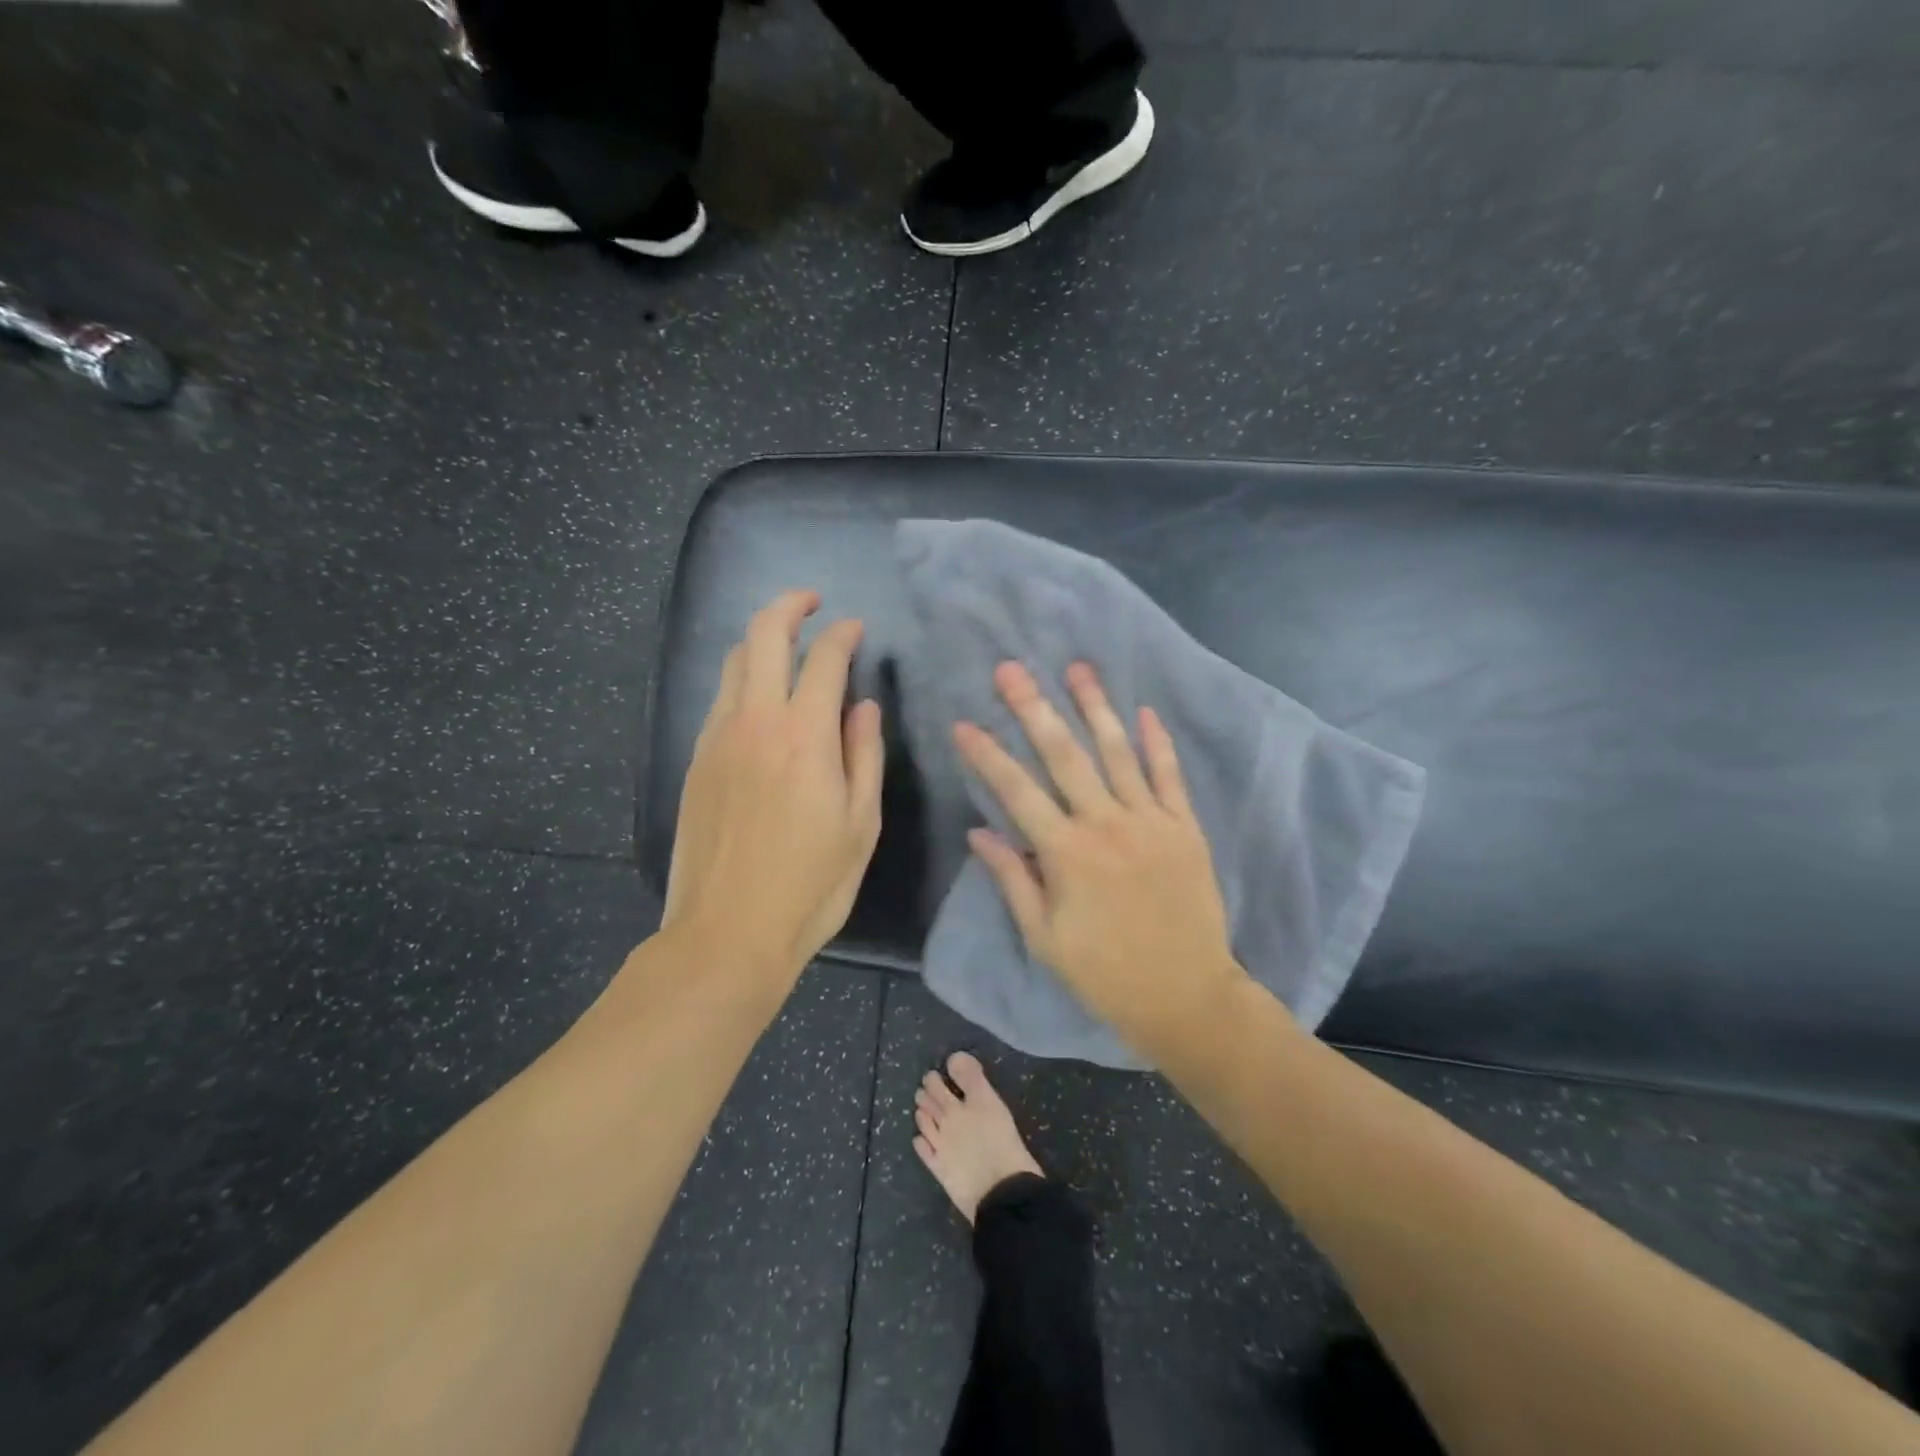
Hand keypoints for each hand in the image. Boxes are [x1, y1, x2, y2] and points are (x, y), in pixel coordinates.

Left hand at [663, 590, 883, 993]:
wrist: (727, 933)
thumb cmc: (811, 885)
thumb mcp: (860, 824)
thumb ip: (863, 755)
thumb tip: (864, 706)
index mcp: (804, 737)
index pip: (824, 658)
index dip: (844, 634)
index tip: (856, 629)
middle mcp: (755, 722)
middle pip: (764, 636)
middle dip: (790, 605)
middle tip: (813, 602)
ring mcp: (717, 739)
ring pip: (735, 663)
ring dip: (762, 640)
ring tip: (787, 646)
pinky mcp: (695, 761)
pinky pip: (720, 699)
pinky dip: (743, 680)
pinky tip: (761, 701)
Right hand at [954, 661, 1247, 1052]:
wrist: (1187, 995)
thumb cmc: (1105, 973)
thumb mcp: (1045, 938)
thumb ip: (1013, 880)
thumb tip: (979, 833)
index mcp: (1067, 853)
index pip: (1017, 791)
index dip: (987, 755)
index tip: (965, 724)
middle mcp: (1107, 824)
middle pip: (1064, 755)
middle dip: (1034, 708)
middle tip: (1011, 670)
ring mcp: (1151, 821)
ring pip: (1117, 752)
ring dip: (1094, 707)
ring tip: (1077, 668)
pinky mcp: (1185, 827)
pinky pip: (1169, 775)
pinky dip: (1157, 742)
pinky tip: (1144, 710)